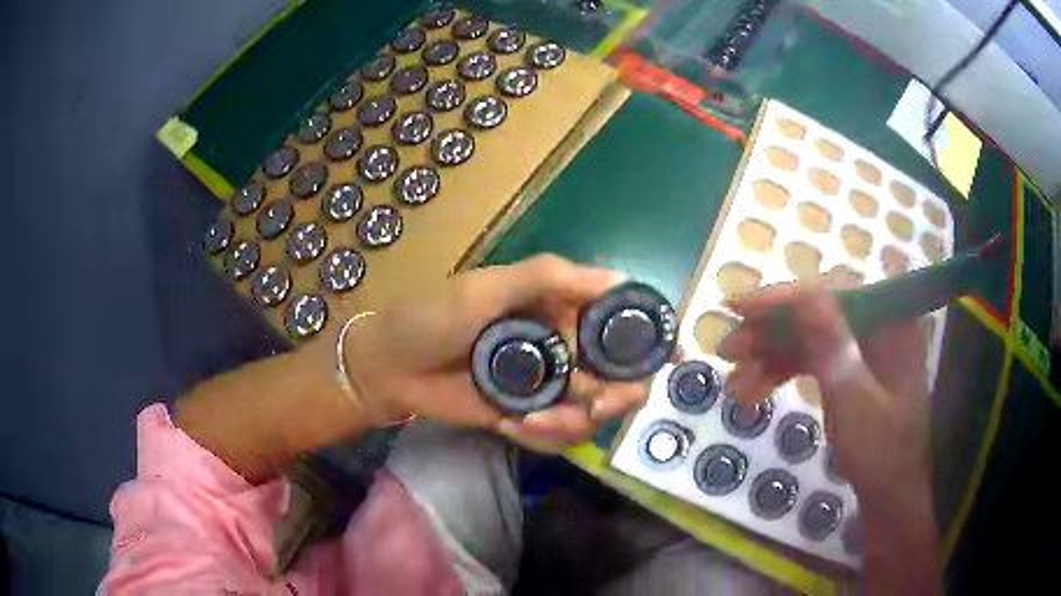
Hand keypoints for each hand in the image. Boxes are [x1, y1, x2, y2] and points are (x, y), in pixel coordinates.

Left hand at [346, 254, 648, 451]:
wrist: (391, 367)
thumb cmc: (434, 316)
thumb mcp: (487, 287)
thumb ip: (549, 277)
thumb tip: (618, 278)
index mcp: (559, 310)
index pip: (618, 324)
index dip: (648, 340)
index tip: (671, 358)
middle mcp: (562, 349)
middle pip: (617, 378)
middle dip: (614, 396)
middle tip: (595, 403)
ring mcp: (546, 387)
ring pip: (593, 413)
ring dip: (573, 423)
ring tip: (530, 420)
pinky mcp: (528, 417)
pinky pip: (559, 435)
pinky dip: (544, 436)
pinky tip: (511, 425)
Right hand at [716, 269, 930, 497]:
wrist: (889, 494)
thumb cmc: (881, 451)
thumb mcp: (856, 401)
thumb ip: (834, 346)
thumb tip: (806, 294)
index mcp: (889, 323)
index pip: (833, 293)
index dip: (786, 298)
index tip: (741, 308)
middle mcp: (875, 326)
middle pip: (816, 314)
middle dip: (771, 333)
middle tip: (729, 348)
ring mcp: (860, 348)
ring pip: (807, 339)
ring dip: (769, 358)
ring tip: (733, 382)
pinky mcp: (848, 369)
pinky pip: (810, 361)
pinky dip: (781, 375)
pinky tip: (751, 393)